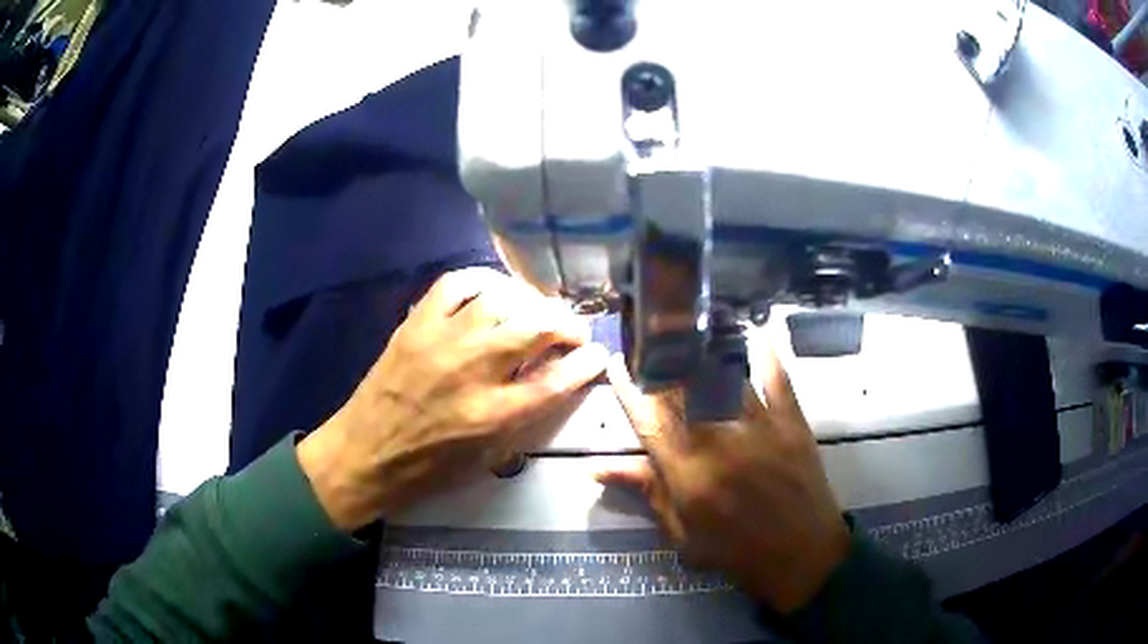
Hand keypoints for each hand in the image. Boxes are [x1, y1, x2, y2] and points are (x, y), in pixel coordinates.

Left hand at [297, 268, 607, 531]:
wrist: (364, 455)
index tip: (598, 354)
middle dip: (567, 324)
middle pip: (536, 327)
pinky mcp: (416, 325)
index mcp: (492, 416)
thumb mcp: (487, 459)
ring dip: (530, 301)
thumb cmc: (428, 468)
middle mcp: (472, 371)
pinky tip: (494, 291)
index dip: (586, 363)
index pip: (556, 379)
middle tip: (573, 330)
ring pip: (501, 299)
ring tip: (537, 310)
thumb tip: (554, 379)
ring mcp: (441, 341)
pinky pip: (455, 283)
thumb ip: (525, 417)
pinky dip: (482, 280)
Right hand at [597, 349, 849, 613]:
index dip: (629, 387)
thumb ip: (645, 491)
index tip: (619, 363)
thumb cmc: (735, 551)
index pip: (648, 419)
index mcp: (687, 473)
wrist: (801, 555)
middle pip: (683, 388)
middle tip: (650, 344)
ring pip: (725, 375)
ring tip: (689, 330)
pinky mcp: (792, 421)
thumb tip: (597, 467)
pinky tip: (752, 328)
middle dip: (662, 361)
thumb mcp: (681, 532)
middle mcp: (720, 441)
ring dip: (703, 349)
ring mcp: (760, 427)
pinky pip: (776, 376)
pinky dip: (764, 350)